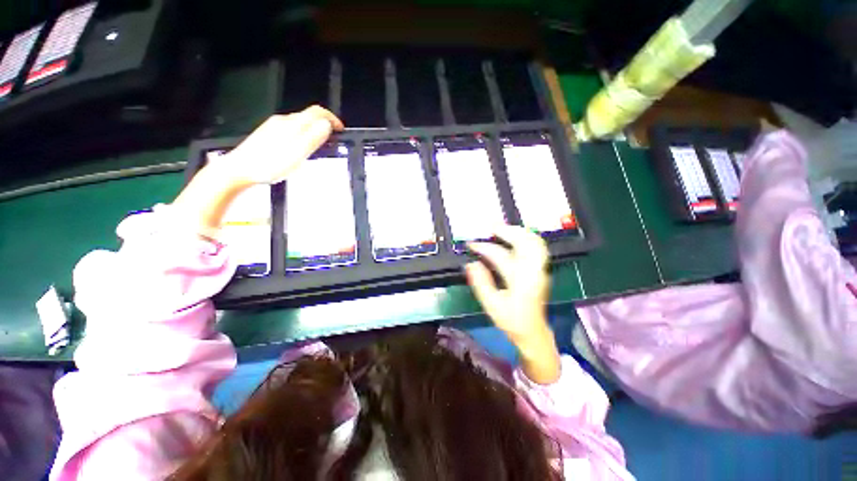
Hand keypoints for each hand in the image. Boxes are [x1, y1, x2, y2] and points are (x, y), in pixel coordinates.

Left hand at [222, 105, 343, 184]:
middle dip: (324, 126)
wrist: (239, 170)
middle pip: (308, 117)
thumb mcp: (296, 153)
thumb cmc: (269, 164)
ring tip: (319, 147)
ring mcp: (274, 127)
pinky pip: (291, 130)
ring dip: (313, 132)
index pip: (317, 112)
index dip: (332, 118)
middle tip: (332, 141)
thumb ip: (313, 138)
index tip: (341, 130)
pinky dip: (303, 136)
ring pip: (300, 124)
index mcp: (292, 124)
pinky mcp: (268, 135)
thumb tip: (327, 124)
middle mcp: (283, 121)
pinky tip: (301, 150)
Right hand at [465, 225, 551, 343]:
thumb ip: (481, 283)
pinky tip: (515, 237)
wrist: (533, 332)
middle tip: (490, 226)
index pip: (500, 256)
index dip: (484, 248)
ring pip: (535, 242)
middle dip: (508, 231)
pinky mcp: (541, 270)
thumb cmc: (511, 320)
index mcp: (520, 280)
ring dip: (519, 232)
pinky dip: (526, 238)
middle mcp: (534, 271)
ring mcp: (540, 269)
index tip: (471, 244)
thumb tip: (471, 263)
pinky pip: (537, 247)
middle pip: (526, 242)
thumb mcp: (491, 305)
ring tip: (502, 229)